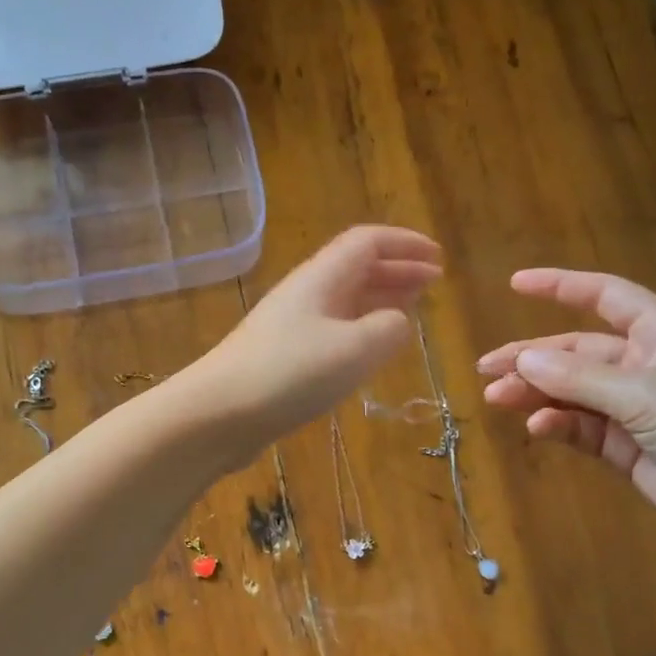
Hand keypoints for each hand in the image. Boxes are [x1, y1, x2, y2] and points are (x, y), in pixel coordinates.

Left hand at [189, 226, 441, 458]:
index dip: (405, 244)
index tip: (439, 259)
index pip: (368, 242)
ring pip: (344, 300)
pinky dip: (360, 330)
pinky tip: (369, 351)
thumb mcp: (355, 349)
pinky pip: (331, 330)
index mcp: (322, 278)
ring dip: (380, 300)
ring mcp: (290, 325)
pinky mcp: (282, 357)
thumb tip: (398, 322)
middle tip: (433, 284)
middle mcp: (305, 293)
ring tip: (411, 311)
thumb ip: (390, 329)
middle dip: (398, 271)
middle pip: (356, 268)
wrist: (217, 413)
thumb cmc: (289, 374)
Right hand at [477, 269, 655, 542]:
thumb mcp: (645, 395)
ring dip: (537, 394)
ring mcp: (637, 407)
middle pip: (577, 351)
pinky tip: (538, 428)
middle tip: (486, 369)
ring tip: (498, 399)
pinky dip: (559, 425)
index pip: (605, 296)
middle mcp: (646, 364)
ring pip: (573, 392)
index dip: (561, 286)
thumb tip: (522, 360)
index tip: (515, 285)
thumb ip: (579, 378)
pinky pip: (583, 427)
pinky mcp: (629, 446)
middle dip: (532, 358)